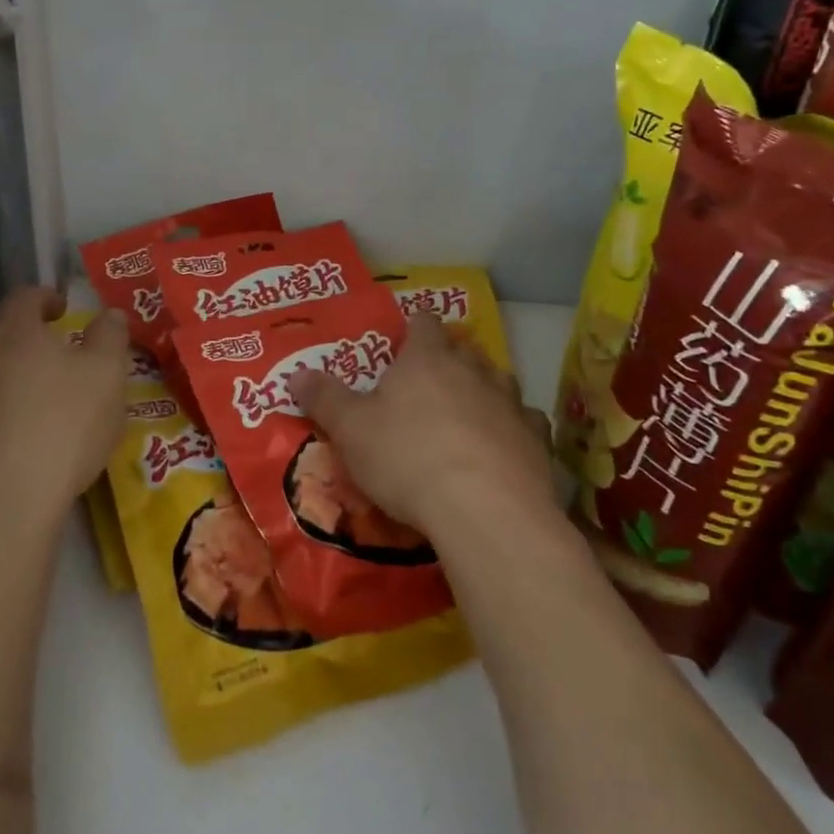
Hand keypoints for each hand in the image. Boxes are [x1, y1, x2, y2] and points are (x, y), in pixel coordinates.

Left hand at [0, 287, 129, 534]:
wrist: (4, 506)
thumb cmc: (64, 428)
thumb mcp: (107, 377)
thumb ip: (110, 337)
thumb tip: (110, 314)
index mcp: (14, 333)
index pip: (24, 297)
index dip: (45, 297)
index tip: (62, 310)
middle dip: (15, 329)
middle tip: (42, 346)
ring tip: (20, 392)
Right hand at [288, 315, 555, 540]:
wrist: (484, 509)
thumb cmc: (407, 458)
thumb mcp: (351, 430)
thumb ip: (324, 399)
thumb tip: (295, 374)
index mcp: (427, 359)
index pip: (423, 324)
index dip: (414, 327)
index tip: (406, 337)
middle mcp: (473, 370)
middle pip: (463, 350)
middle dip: (449, 359)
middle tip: (431, 380)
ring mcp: (510, 403)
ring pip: (499, 381)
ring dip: (484, 390)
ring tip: (469, 411)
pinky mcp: (537, 440)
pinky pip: (526, 422)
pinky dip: (513, 428)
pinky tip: (505, 446)